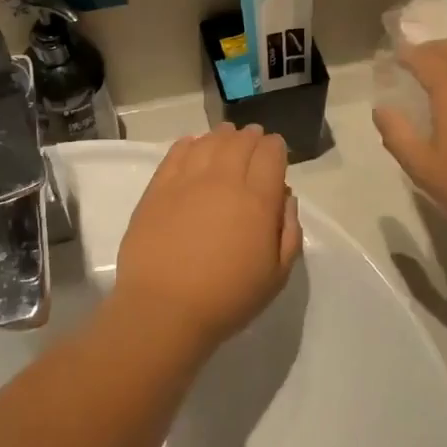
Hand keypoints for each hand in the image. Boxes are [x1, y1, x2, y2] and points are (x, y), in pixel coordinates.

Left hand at [115, 125, 303, 354]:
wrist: (164, 309)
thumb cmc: (227, 298)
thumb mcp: (277, 275)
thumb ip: (289, 232)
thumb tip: (285, 199)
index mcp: (257, 199)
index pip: (271, 153)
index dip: (276, 148)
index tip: (276, 154)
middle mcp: (224, 180)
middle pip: (241, 141)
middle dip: (252, 138)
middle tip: (253, 142)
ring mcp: (187, 180)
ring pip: (210, 141)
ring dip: (223, 136)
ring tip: (226, 139)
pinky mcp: (158, 187)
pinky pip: (177, 151)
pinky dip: (190, 143)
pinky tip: (194, 146)